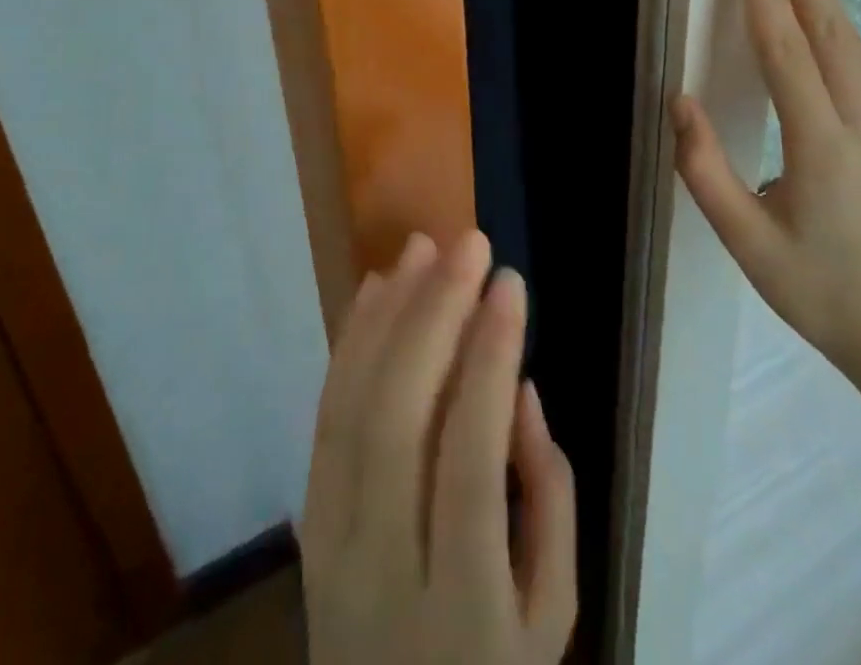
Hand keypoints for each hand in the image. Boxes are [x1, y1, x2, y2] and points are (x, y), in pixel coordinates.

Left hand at [300, 231, 577, 664]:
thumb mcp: (552, 616)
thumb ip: (549, 500)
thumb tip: (517, 388)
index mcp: (460, 600)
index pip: (470, 458)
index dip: (490, 359)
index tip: (510, 282)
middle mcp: (381, 567)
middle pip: (398, 420)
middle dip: (435, 315)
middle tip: (468, 244)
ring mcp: (330, 543)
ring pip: (351, 408)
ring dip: (388, 314)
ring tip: (422, 247)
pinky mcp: (308, 521)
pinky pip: (325, 418)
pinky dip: (351, 344)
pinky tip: (376, 290)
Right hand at [671, 0, 860, 396]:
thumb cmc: (817, 293)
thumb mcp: (746, 243)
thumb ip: (705, 170)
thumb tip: (678, 100)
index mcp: (823, 151)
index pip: (787, 54)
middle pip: (831, 28)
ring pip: (848, 41)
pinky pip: (853, 65)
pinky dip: (828, 21)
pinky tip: (811, 4)